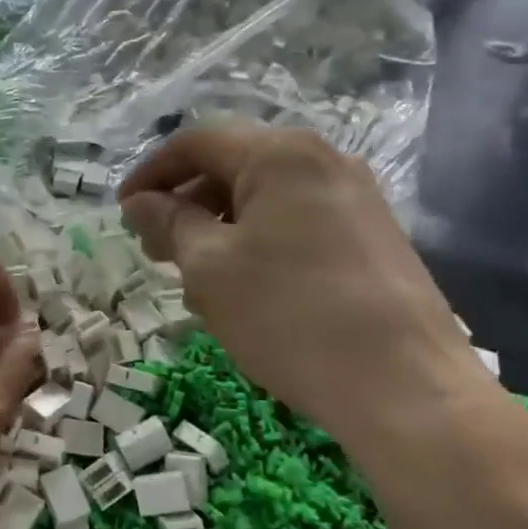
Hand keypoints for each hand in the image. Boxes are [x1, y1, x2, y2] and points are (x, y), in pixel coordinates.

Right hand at [119, 124, 493, 455]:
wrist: (404, 386)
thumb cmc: (289, 316)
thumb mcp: (209, 268)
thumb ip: (169, 223)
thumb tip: (140, 203)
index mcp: (280, 154)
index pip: (197, 142)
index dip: (150, 173)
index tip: (122, 213)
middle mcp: (323, 159)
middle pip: (233, 165)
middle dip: (185, 203)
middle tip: (155, 251)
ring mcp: (355, 197)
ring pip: (265, 197)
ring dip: (219, 227)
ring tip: (197, 279)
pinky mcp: (372, 235)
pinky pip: (297, 221)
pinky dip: (258, 242)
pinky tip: (246, 290)